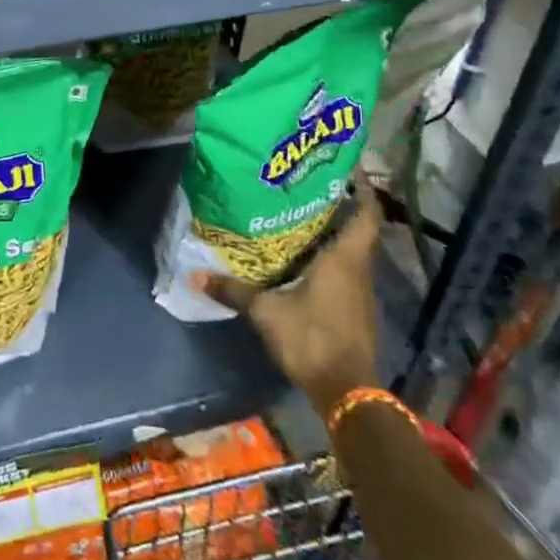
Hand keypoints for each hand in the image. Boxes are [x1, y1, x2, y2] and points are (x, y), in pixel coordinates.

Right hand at [195, 179, 382, 419]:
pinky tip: (304, 258)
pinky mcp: (355, 312)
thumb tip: (193, 276)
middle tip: (308, 183)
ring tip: (301, 214)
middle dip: (339, 205)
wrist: (347, 394)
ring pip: (351, 252)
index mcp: (345, 259)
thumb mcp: (266, 312)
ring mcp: (360, 294)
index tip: (348, 165)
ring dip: (333, 233)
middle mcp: (358, 271)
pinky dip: (330, 258)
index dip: (363, 189)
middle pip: (357, 229)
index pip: (366, 215)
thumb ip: (233, 291)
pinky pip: (345, 273)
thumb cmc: (312, 338)